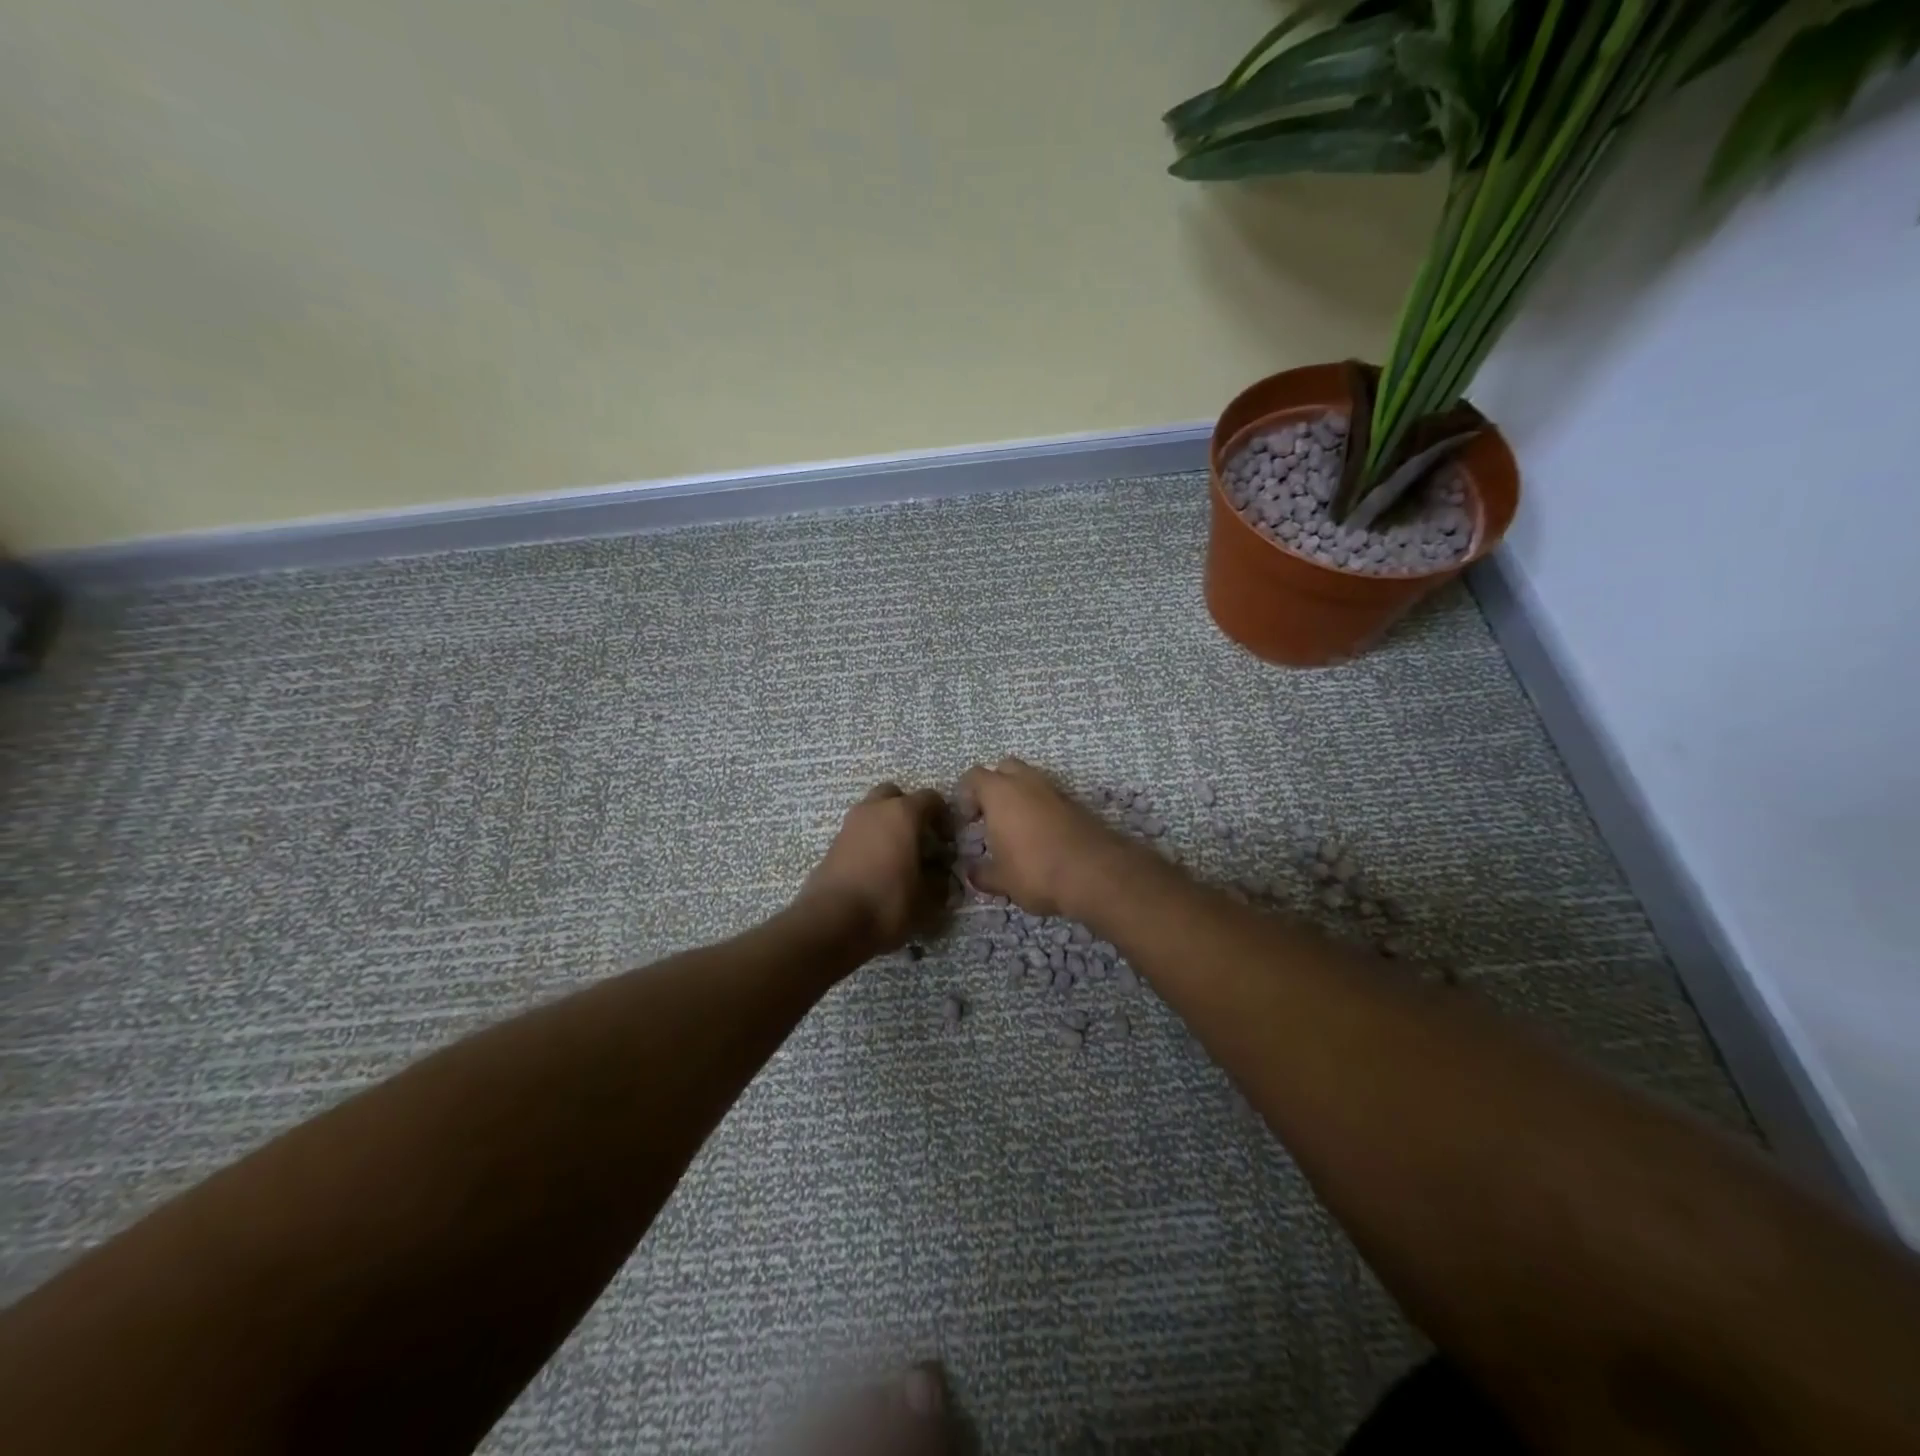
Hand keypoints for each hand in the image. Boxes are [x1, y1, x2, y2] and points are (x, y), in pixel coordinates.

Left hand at [798, 783, 949, 954]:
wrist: (830, 922)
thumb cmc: (887, 902)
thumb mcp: (927, 899)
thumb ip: (939, 881)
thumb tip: (940, 875)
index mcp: (903, 813)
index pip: (931, 798)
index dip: (944, 817)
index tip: (948, 842)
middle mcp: (874, 810)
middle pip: (895, 796)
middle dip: (909, 812)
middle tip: (919, 840)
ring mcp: (849, 825)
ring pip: (873, 813)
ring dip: (886, 827)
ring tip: (898, 858)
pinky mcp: (832, 845)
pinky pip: (858, 834)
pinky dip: (869, 843)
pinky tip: (877, 870)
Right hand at [957, 757, 1129, 918]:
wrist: (1095, 873)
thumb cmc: (1036, 871)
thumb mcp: (1001, 880)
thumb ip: (982, 873)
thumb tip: (971, 872)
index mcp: (1000, 792)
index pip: (974, 776)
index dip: (966, 795)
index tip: (967, 820)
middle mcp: (1027, 782)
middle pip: (1004, 768)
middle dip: (994, 786)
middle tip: (990, 816)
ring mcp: (1055, 790)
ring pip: (1030, 781)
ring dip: (1020, 797)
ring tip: (1016, 829)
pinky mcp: (1077, 804)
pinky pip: (1050, 797)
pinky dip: (1041, 809)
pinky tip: (1041, 837)